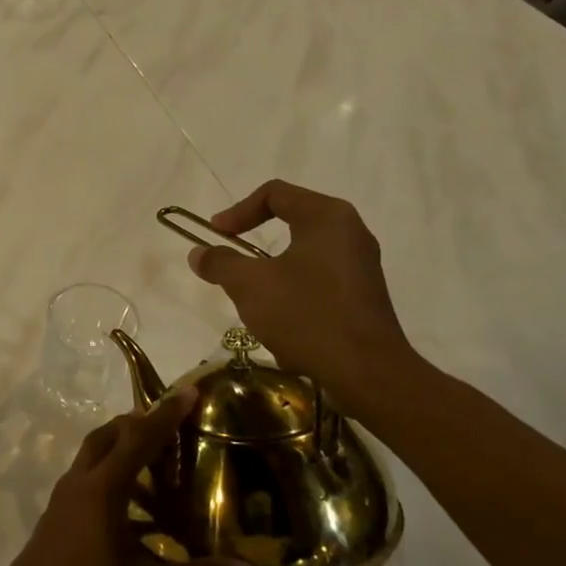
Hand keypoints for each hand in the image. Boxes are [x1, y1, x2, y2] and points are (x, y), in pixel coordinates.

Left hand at [0, 388, 257, 565]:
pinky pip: (87, 481)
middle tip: (171, 426)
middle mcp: (80, 482)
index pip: (139, 438)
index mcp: (103, 487)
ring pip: (94, 457)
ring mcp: (63, 499)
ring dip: (122, 451)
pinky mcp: (56, 517)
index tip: (188, 390)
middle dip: (138, 424)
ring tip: (157, 467)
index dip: (166, 414)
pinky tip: (132, 512)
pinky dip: (111, 478)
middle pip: (108, 436)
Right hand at [186, 179, 415, 413]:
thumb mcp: (250, 286)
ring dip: (272, 269)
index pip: (275, 194)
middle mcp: (350, 232)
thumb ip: (220, 263)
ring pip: (304, 253)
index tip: (216, 235)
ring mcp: (361, 264)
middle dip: (254, 241)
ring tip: (252, 295)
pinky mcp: (364, 294)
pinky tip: (281, 321)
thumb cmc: (306, 315)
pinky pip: (320, 279)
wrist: (367, 372)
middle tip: (231, 259)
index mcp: (326, 217)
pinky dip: (294, 289)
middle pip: (292, 220)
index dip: (238, 211)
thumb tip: (198, 253)